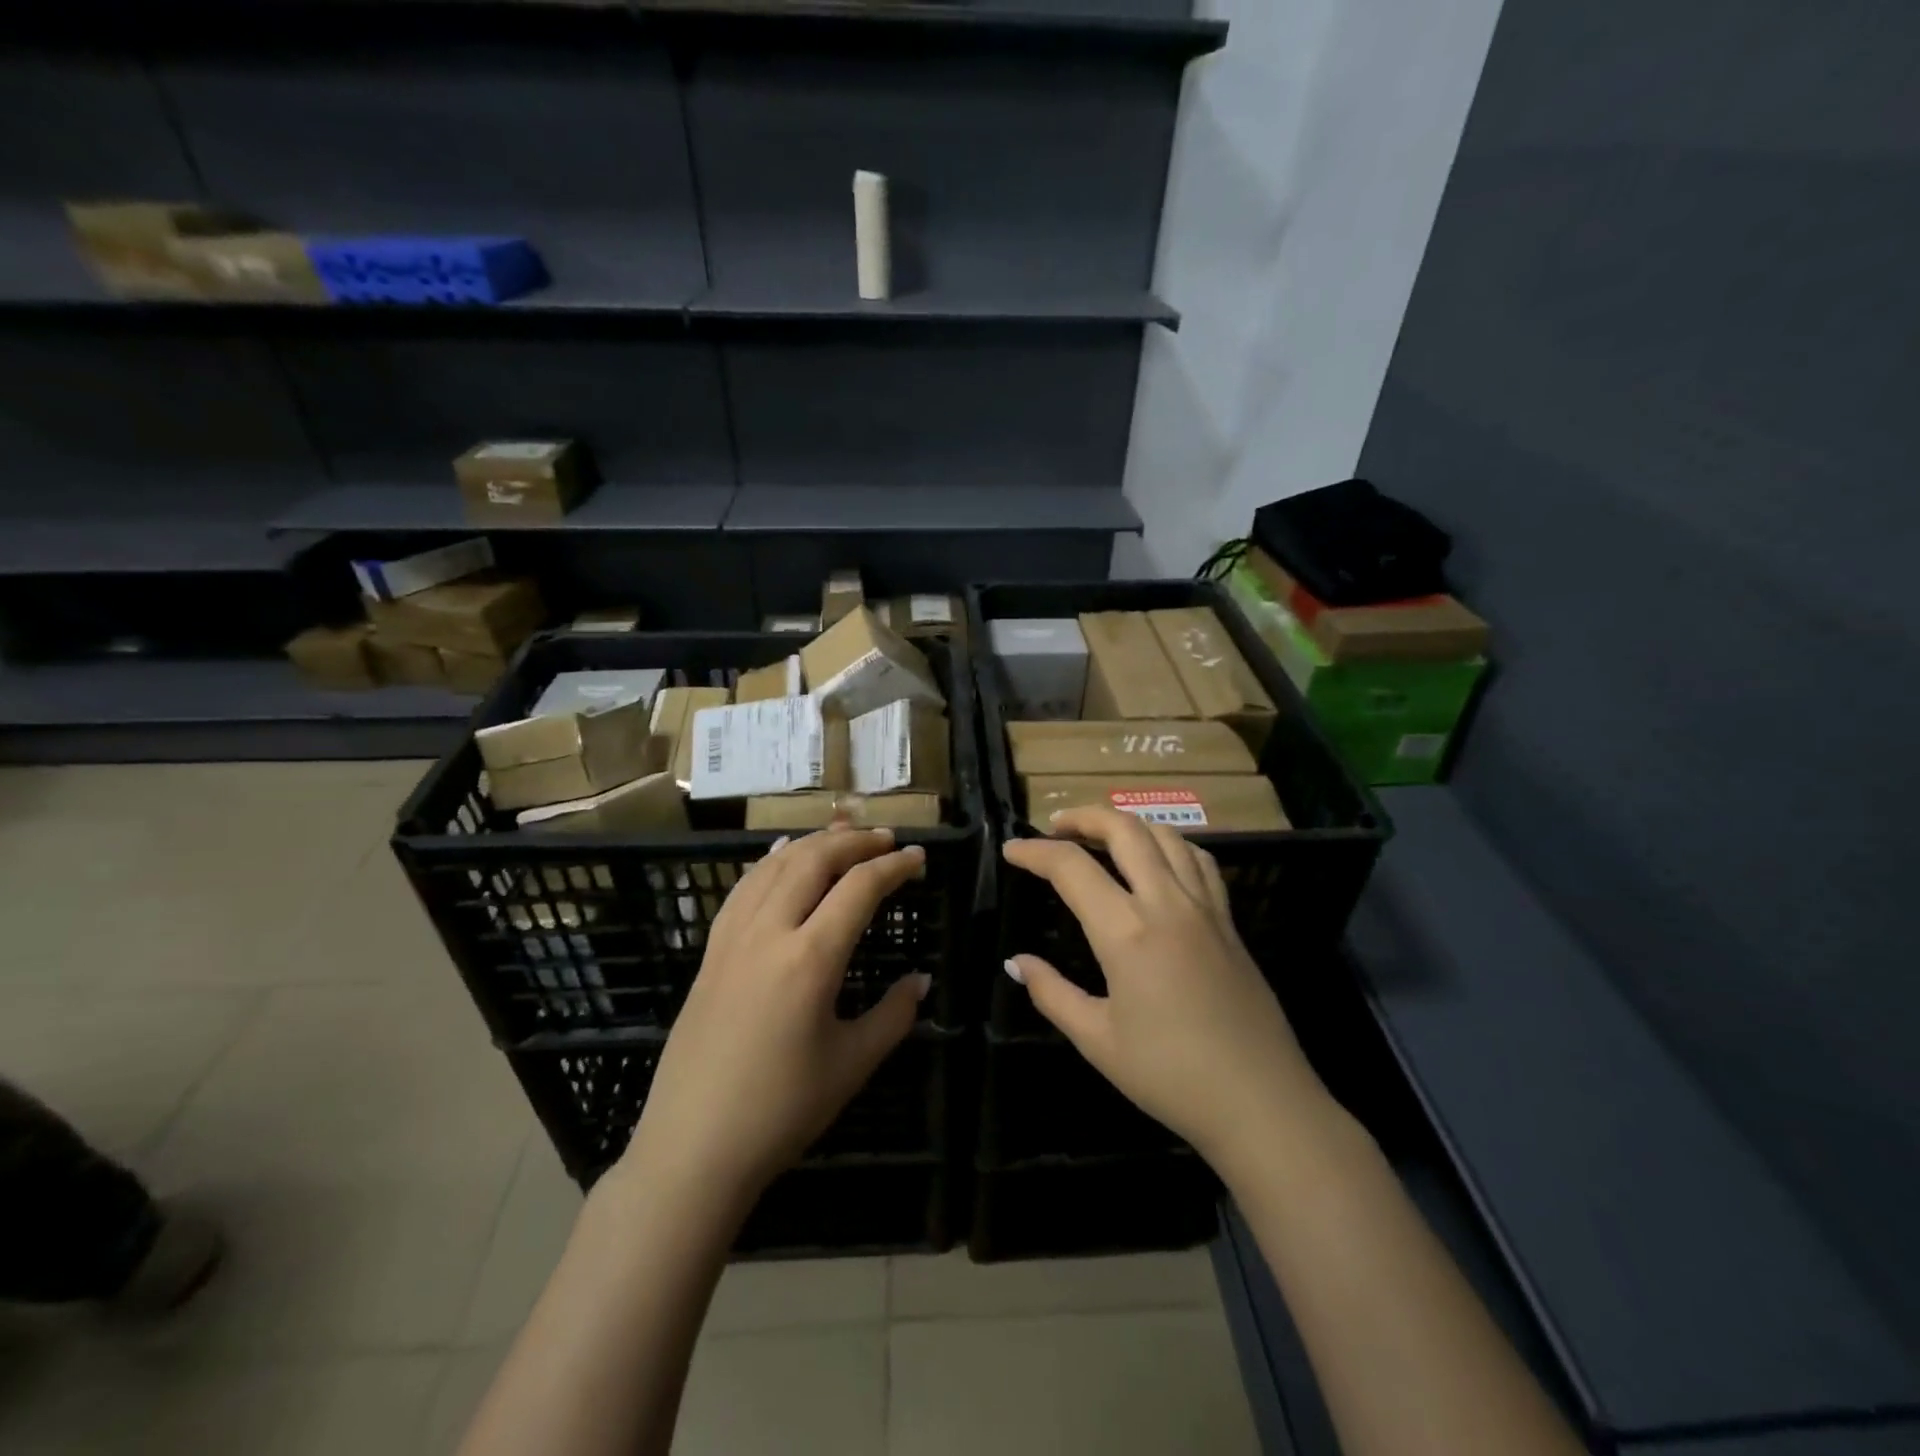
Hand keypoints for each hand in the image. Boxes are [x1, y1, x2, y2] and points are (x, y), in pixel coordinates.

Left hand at [613, 825, 929, 1217]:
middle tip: (886, 838)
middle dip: (854, 841)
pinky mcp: (711, 952)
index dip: (894, 866)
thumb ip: (894, 1015)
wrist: (692, 1149)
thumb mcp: (851, 1064)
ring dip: (813, 843)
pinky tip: (782, 856)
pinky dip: (770, 862)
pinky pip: (744, 888)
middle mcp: (769, 932)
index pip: (859, 888)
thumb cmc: (781, 1111)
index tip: (919, 857)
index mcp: (810, 959)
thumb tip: (921, 981)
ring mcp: (733, 938)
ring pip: (775, 865)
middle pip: (814, 860)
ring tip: (843, 835)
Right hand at [1002, 808, 1325, 1177]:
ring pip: (1166, 836)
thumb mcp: (1098, 1041)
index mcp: (1128, 933)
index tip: (1011, 850)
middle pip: (1124, 830)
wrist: (1261, 1103)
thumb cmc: (1171, 1076)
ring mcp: (1205, 908)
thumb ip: (1052, 993)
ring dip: (1127, 823)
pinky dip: (1170, 843)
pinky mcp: (1229, 921)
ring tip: (1101, 834)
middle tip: (1055, 826)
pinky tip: (1158, 859)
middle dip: (1084, 817)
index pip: (1072, 868)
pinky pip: (1199, 860)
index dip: (1034, 852)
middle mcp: (1167, 904)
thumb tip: (1016, 962)